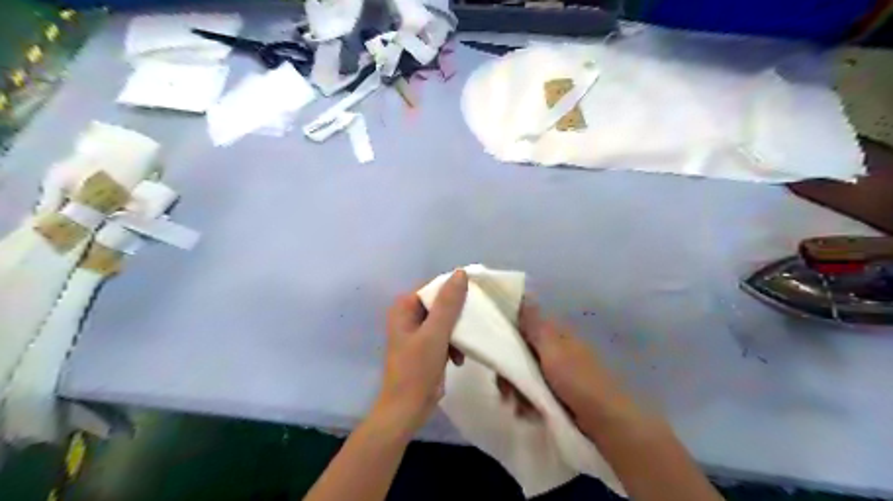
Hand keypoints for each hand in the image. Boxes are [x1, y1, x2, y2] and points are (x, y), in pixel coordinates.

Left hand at [373, 271, 466, 434]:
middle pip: (442, 303)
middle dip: (459, 314)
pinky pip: (445, 335)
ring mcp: (417, 331)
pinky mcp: (426, 346)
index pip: (435, 287)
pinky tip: (459, 359)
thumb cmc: (417, 370)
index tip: (477, 300)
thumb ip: (448, 303)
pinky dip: (454, 344)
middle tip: (475, 322)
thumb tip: (460, 273)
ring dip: (458, 332)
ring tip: (465, 345)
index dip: (456, 291)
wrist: (407, 410)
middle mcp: (409, 315)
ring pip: (446, 319)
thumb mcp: (435, 334)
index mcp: (405, 307)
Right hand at [499, 301, 637, 429]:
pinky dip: (527, 400)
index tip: (494, 349)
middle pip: (520, 351)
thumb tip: (523, 295)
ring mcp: (557, 372)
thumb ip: (534, 324)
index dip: (506, 333)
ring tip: (517, 406)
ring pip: (525, 372)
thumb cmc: (577, 381)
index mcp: (555, 333)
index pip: (523, 323)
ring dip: (516, 389)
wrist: (606, 422)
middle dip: (508, 370)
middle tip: (504, 389)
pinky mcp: (559, 392)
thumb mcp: (552, 348)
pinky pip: (534, 390)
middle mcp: (555, 348)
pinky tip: (526, 412)